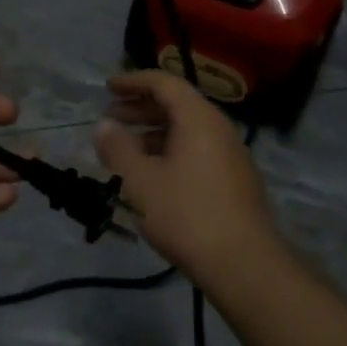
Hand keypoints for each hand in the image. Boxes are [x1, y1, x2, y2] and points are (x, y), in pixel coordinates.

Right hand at [94, 70, 283, 282]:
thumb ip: (117, 149)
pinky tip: (151, 175)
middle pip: (177, 105)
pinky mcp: (234, 180)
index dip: (133, 81)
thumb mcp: (139, 181)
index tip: (108, 87)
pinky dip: (169, 151)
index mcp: (198, 119)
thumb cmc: (186, 214)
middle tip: (110, 116)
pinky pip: (196, 151)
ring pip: (187, 131)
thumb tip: (104, 126)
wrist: (242, 264)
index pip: (165, 83)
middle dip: (140, 107)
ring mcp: (230, 155)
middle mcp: (219, 129)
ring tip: (124, 149)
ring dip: (153, 133)